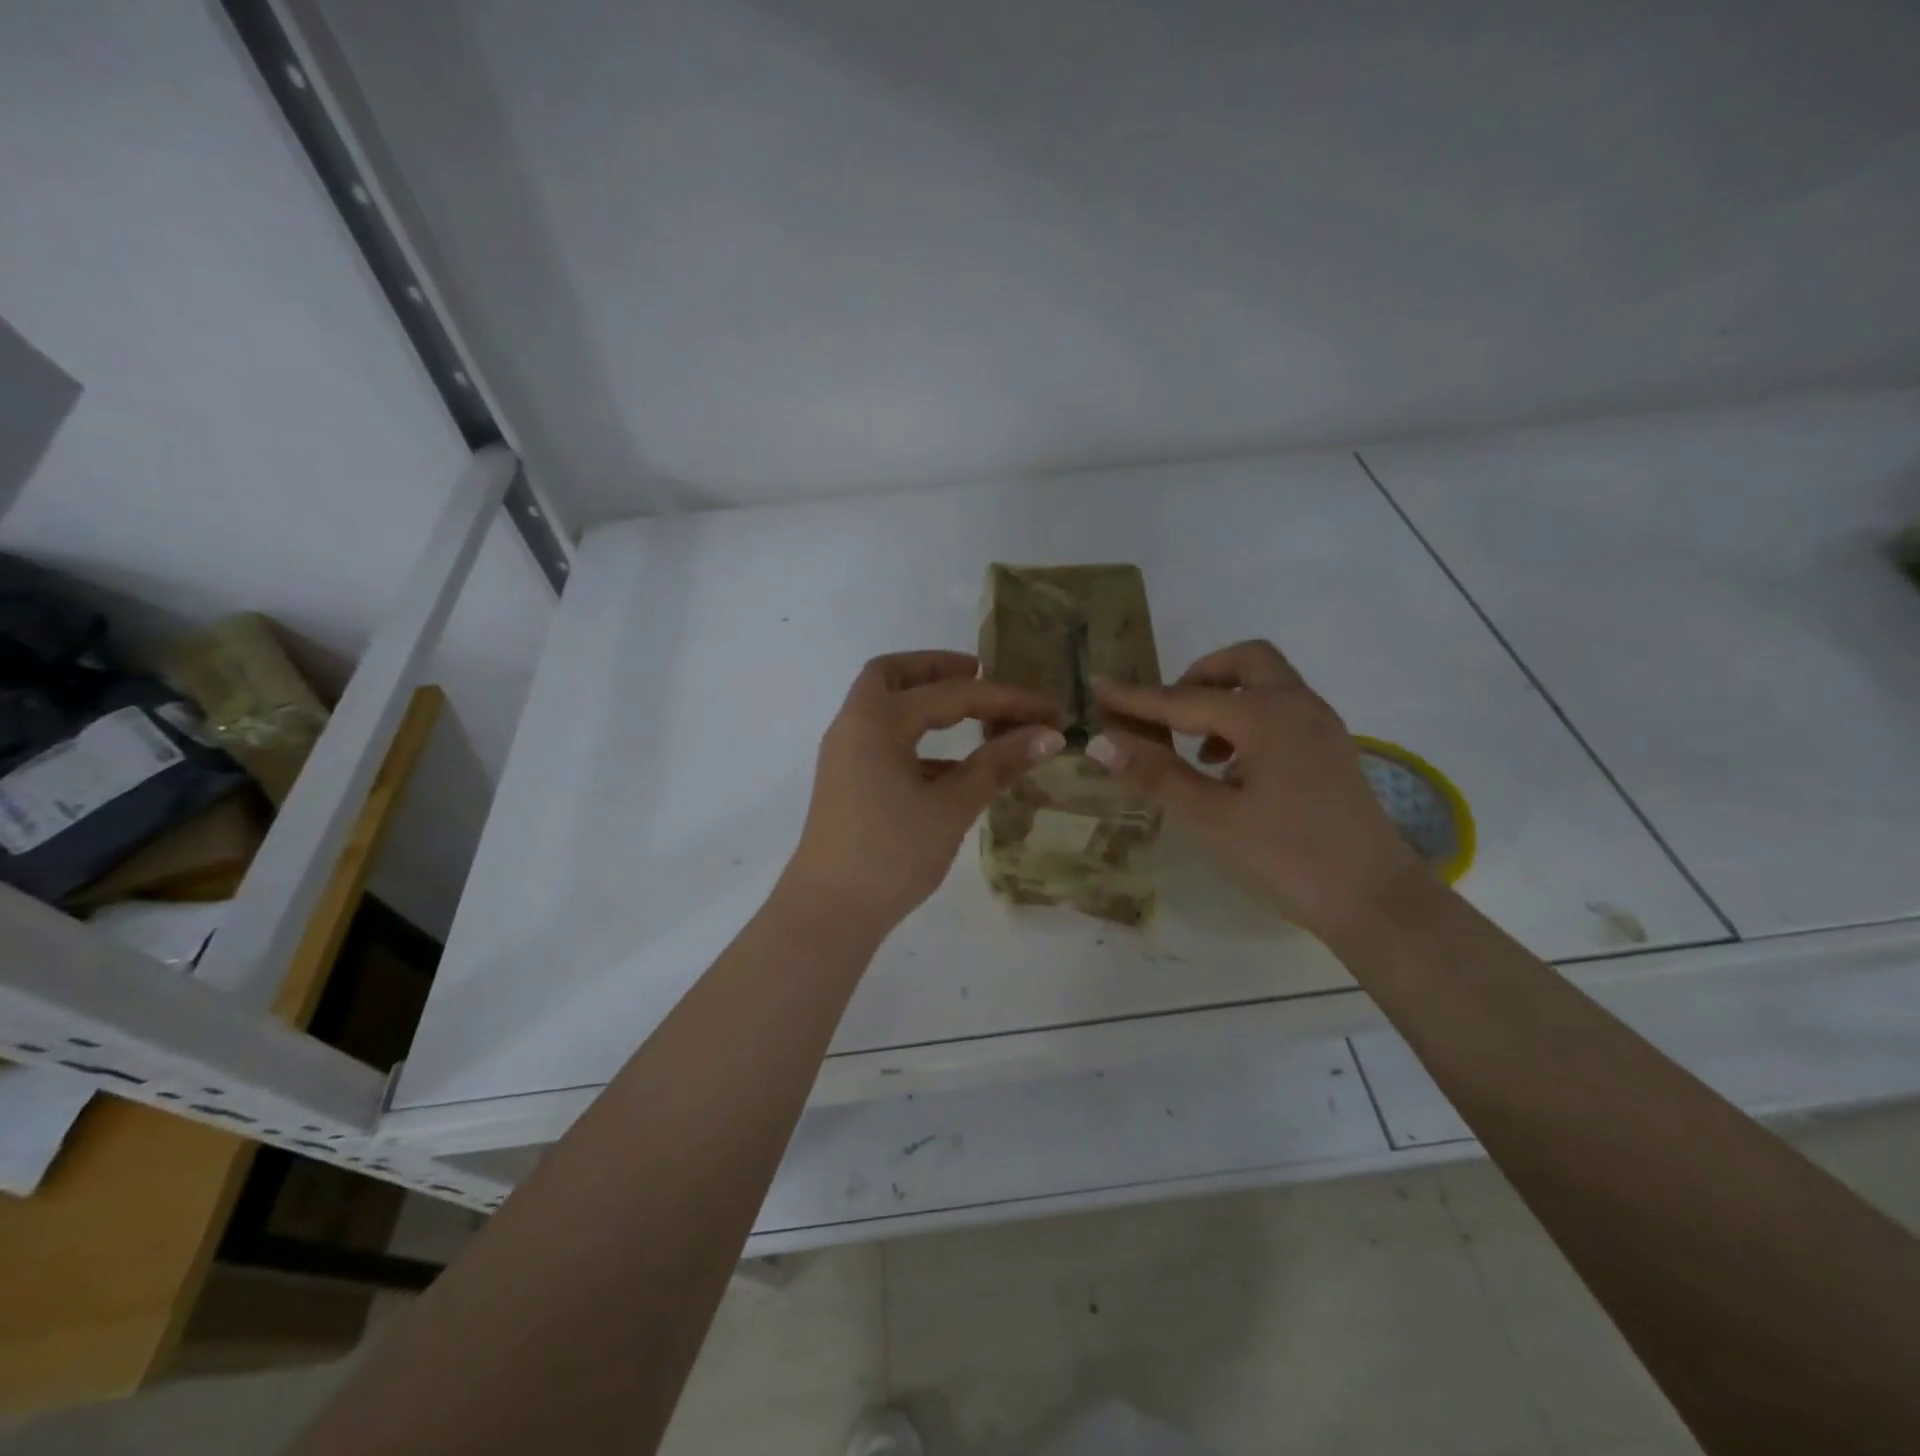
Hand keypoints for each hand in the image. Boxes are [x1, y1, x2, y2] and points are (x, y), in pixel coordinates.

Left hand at [783, 651, 1063, 934]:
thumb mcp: (951, 807)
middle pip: (893, 675)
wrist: (829, 913)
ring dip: (926, 700)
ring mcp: (846, 754)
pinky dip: (918, 737)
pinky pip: (885, 740)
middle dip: (938, 667)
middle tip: (981, 674)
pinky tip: (955, 765)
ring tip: (976, 714)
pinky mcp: (848, 782)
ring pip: (885, 706)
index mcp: (876, 721)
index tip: (1048, 710)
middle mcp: (854, 726)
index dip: (1004, 699)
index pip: (950, 694)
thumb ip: (997, 765)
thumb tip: (1047, 736)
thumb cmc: (892, 854)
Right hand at [1090, 640, 1421, 940]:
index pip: (1185, 700)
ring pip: (1267, 682)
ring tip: (1197, 749)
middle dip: (1198, 677)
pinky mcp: (1331, 749)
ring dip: (1225, 698)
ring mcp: (1321, 726)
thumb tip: (1101, 741)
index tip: (1097, 687)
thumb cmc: (1288, 858)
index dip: (1136, 698)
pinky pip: (1283, 709)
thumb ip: (1157, 774)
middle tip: (1167, 714)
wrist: (1376, 900)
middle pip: (1244, 661)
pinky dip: (1249, 718)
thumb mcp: (1212, 818)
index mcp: (1266, 717)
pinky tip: (1232, 768)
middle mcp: (1298, 706)